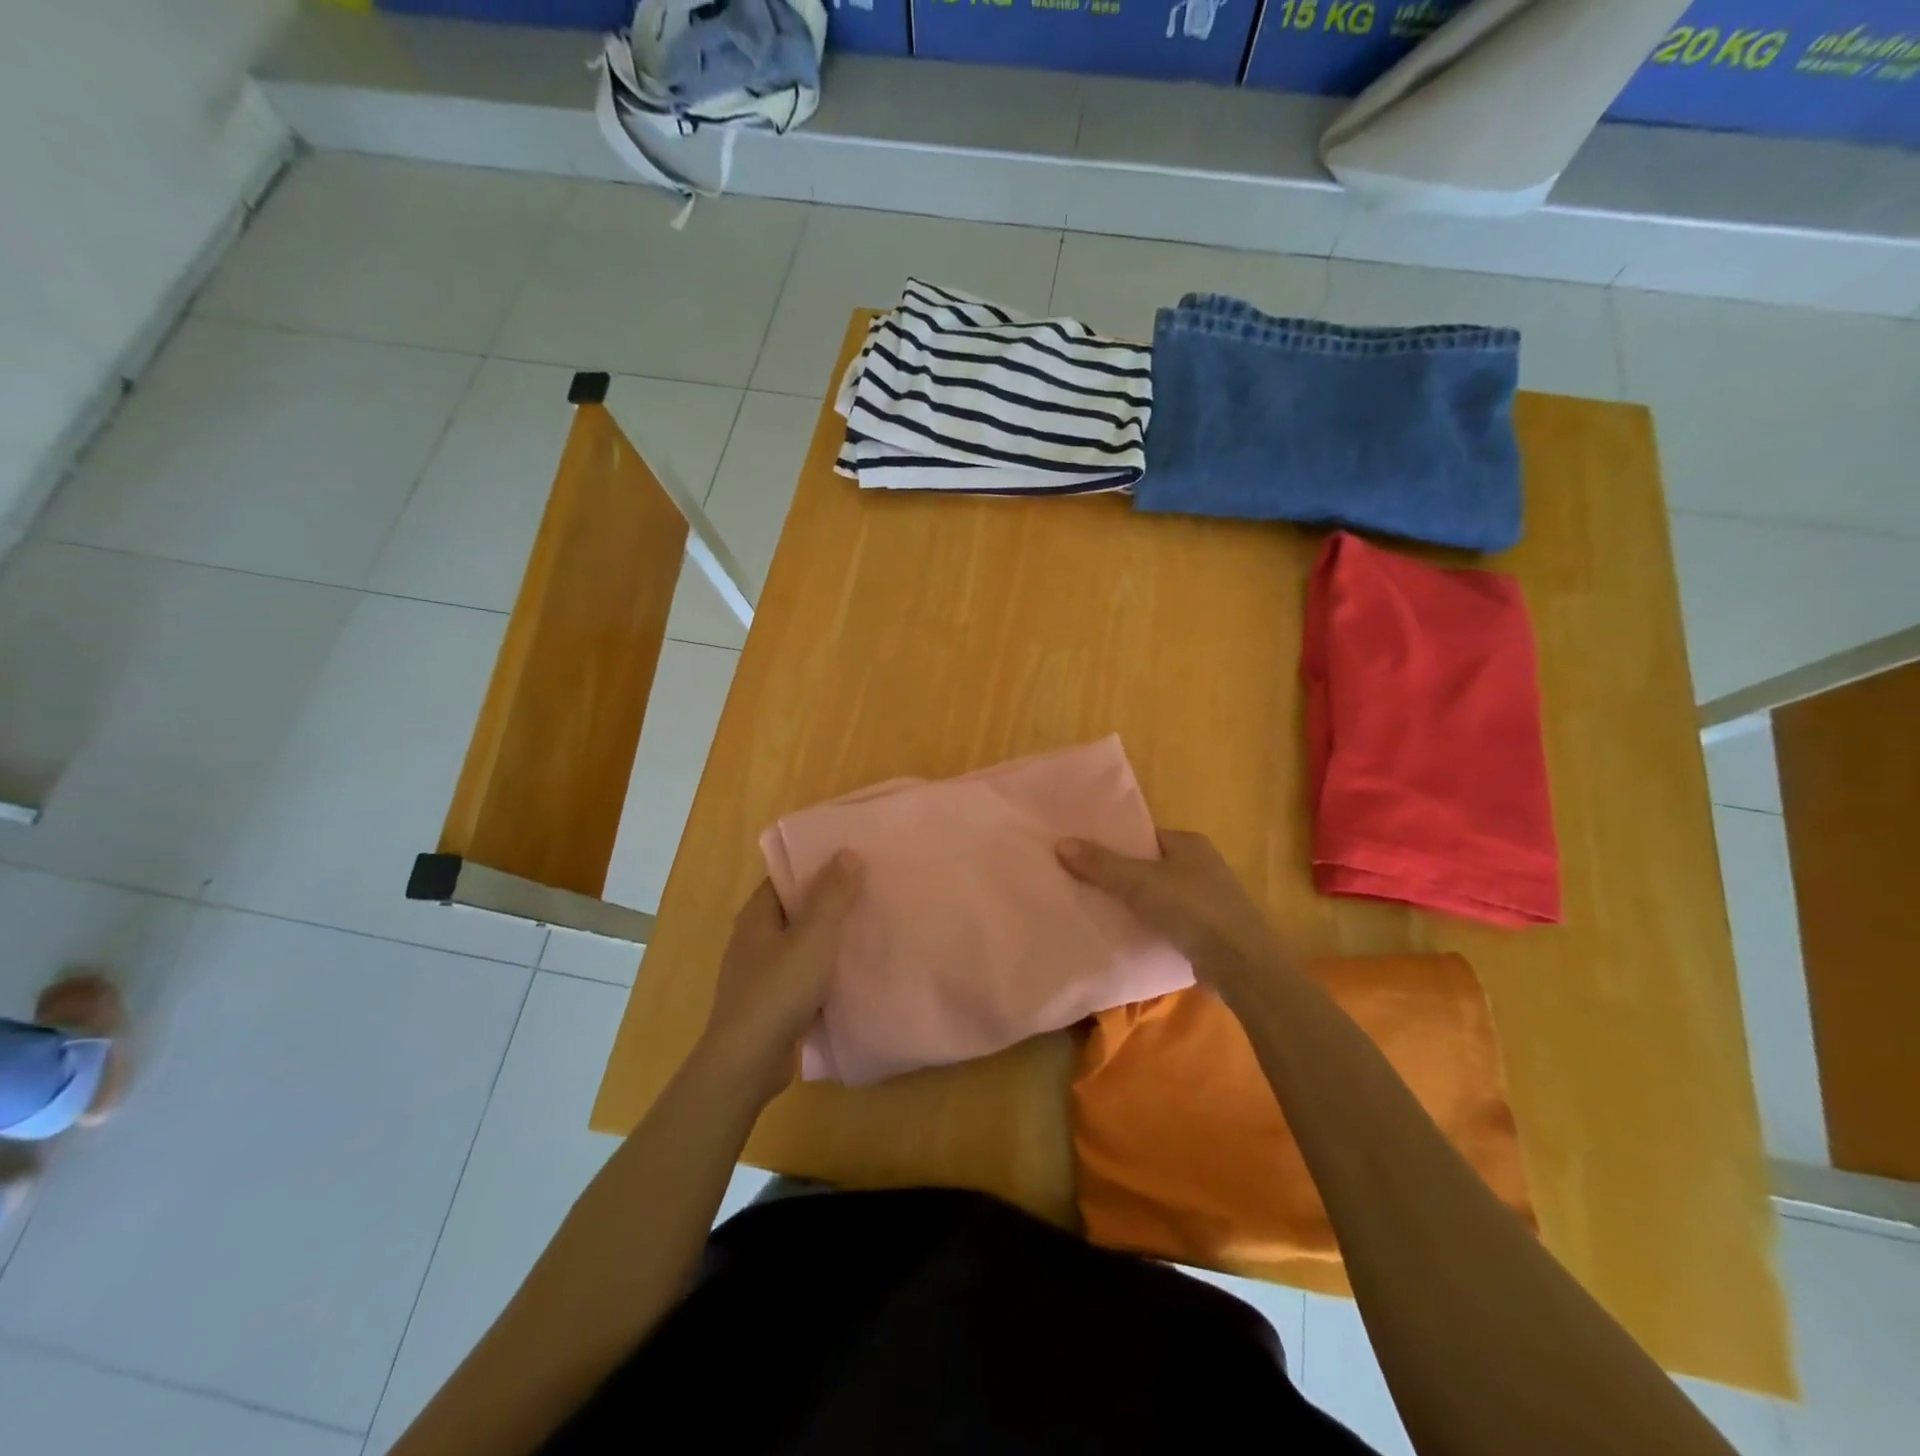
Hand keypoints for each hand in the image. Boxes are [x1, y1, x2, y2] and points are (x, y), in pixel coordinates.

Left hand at [698, 853, 863, 1101]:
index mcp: (757, 916)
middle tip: (870, 889)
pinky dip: (824, 969)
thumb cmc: (778, 991)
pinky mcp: (771, 1002)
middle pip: (796, 908)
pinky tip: (852, 970)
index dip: (817, 864)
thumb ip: (832, 896)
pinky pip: (802, 974)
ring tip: (869, 925)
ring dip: (829, 936)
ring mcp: (760, 973)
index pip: (787, 876)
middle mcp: (754, 939)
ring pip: (801, 943)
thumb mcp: (813, 938)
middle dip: (829, 900)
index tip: (852, 858)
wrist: (748, 1062)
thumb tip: (846, 852)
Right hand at [1057, 829, 1294, 998]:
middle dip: (1116, 873)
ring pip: (1155, 893)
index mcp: (1188, 842)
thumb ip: (1101, 864)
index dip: (1111, 841)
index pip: (1141, 835)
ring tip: (1090, 906)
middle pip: (1146, 864)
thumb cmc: (1194, 910)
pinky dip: (1145, 922)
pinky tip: (1121, 931)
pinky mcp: (1205, 929)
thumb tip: (1060, 842)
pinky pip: (1165, 918)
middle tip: (1077, 880)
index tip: (1079, 851)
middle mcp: (1199, 864)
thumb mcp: (1141, 883)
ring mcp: (1205, 898)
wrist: (1243, 965)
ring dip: (1130, 901)